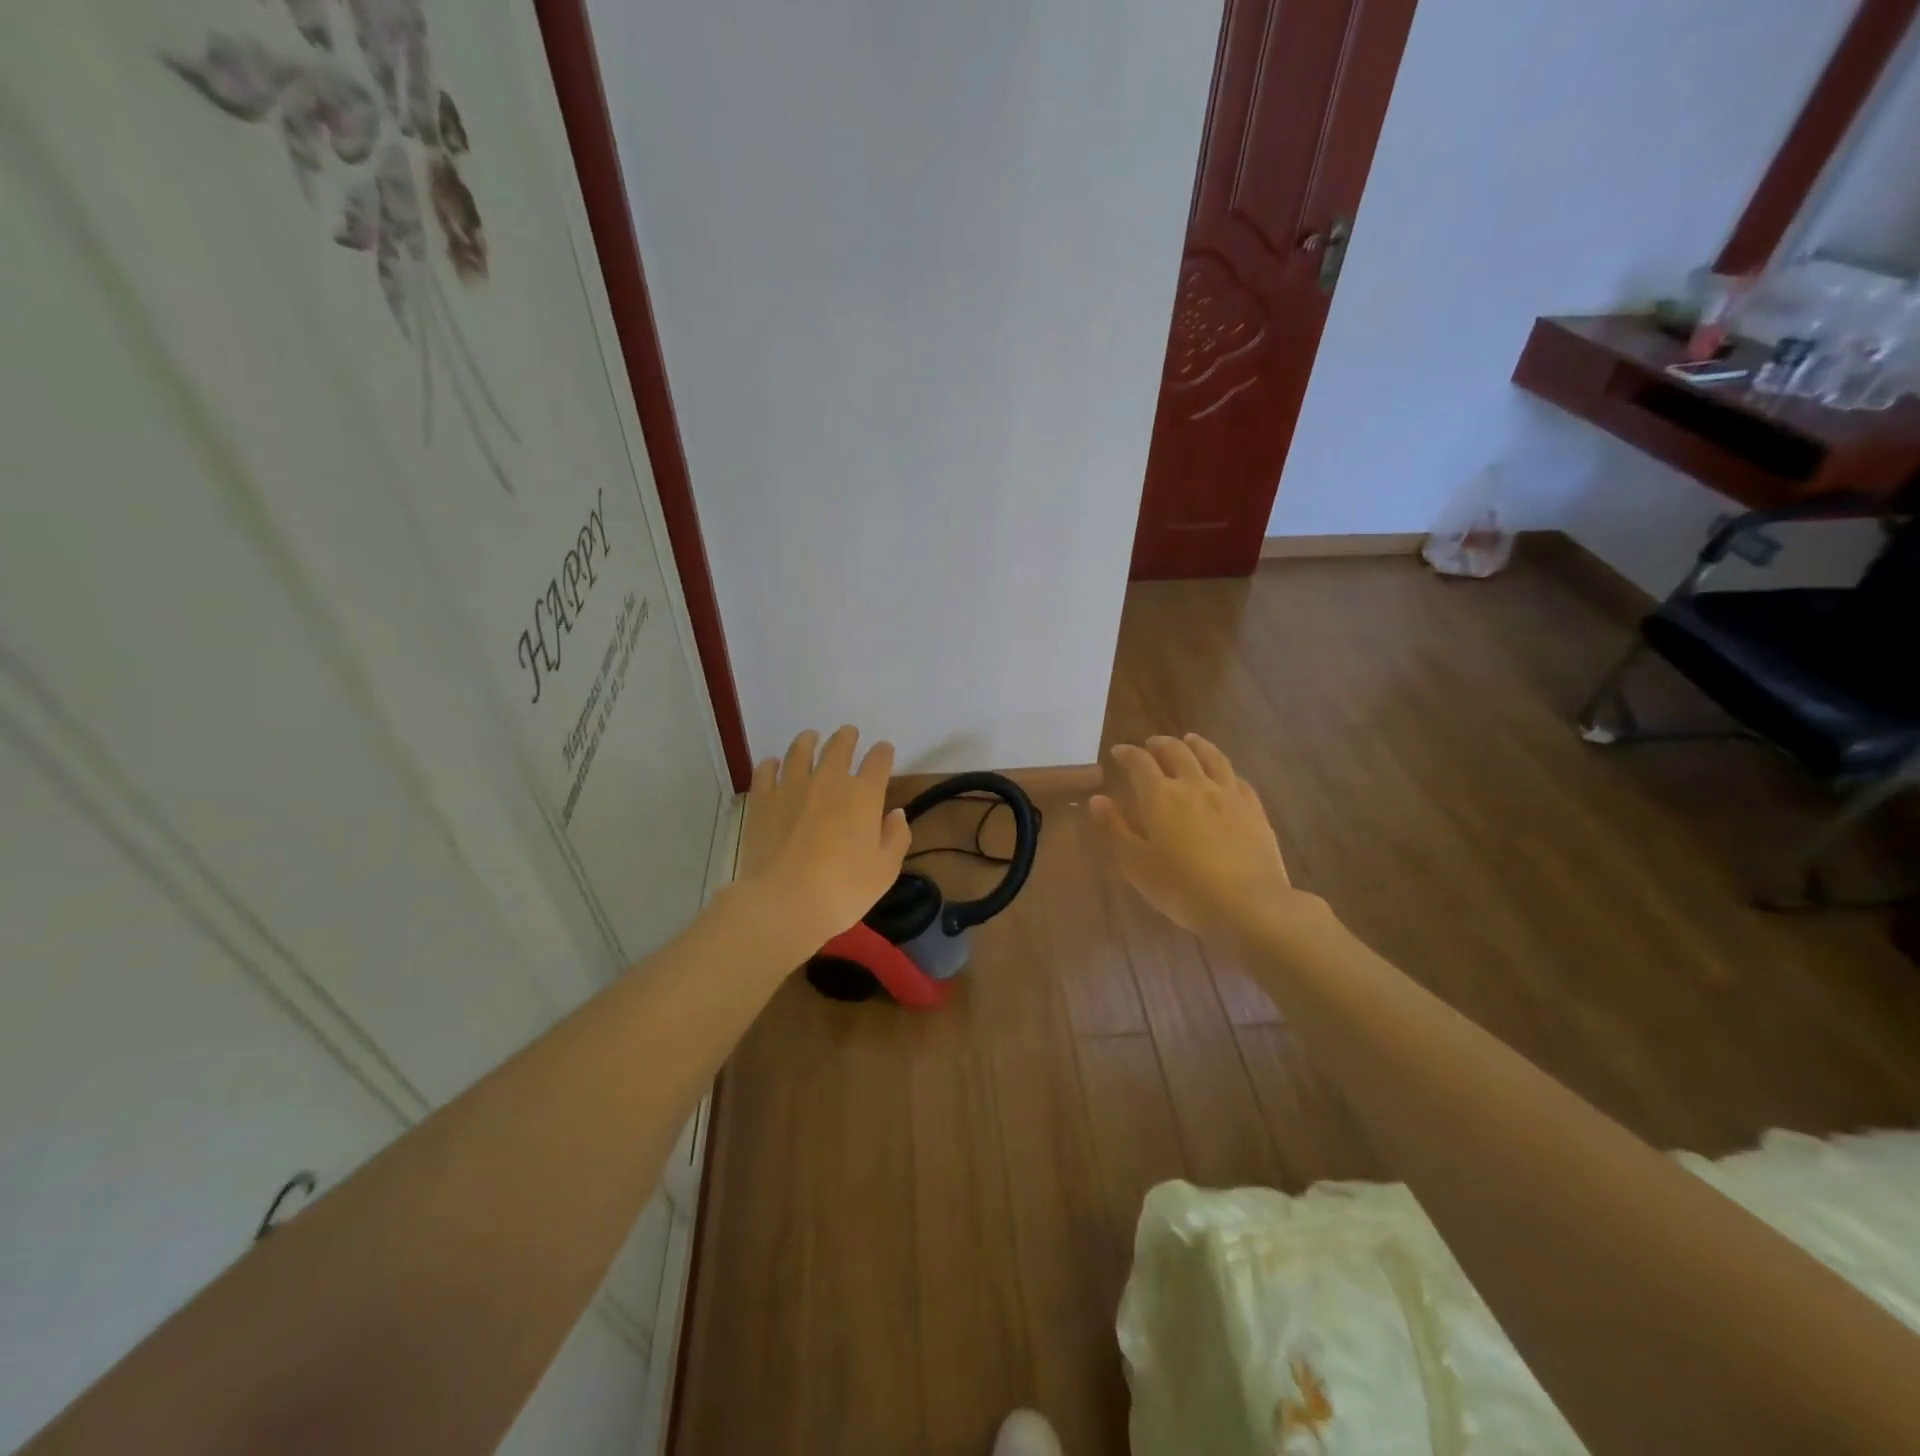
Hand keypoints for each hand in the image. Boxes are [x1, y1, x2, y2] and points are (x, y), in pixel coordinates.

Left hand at [737, 726, 910, 949]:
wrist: (785, 902)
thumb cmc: (844, 889)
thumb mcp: (885, 869)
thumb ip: (896, 837)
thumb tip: (896, 814)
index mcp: (864, 794)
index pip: (878, 761)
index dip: (883, 752)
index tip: (883, 751)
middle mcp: (829, 780)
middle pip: (839, 747)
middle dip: (847, 738)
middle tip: (848, 734)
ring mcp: (792, 787)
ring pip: (800, 750)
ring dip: (808, 741)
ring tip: (810, 737)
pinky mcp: (762, 800)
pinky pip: (765, 771)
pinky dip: (771, 764)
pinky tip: (773, 765)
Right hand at [1091, 734, 1317, 943]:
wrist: (1248, 905)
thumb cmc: (1182, 889)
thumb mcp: (1136, 865)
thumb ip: (1115, 829)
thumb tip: (1097, 799)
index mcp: (1161, 796)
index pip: (1140, 763)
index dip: (1127, 753)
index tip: (1118, 752)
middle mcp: (1194, 785)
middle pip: (1177, 752)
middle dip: (1160, 744)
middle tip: (1151, 744)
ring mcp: (1229, 795)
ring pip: (1212, 757)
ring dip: (1196, 745)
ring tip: (1189, 740)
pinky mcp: (1254, 809)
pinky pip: (1237, 779)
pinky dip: (1225, 770)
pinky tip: (1225, 774)